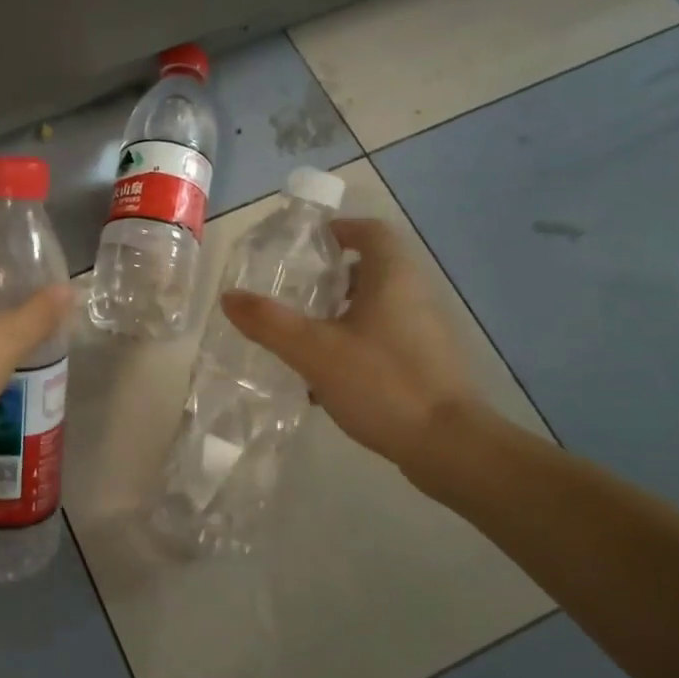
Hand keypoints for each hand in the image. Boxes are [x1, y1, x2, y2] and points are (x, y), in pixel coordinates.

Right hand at [219, 217, 483, 466]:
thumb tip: (228, 297)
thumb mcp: (313, 350)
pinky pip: (383, 337)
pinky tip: (326, 374)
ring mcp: (424, 331)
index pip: (370, 231)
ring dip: (340, 312)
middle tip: (293, 290)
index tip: (304, 246)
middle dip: (330, 276)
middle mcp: (414, 295)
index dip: (338, 230)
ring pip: (376, 306)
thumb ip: (268, 322)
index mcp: (392, 277)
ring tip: (302, 332)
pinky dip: (354, 342)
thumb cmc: (383, 383)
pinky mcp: (426, 364)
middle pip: (371, 268)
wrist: (450, 447)